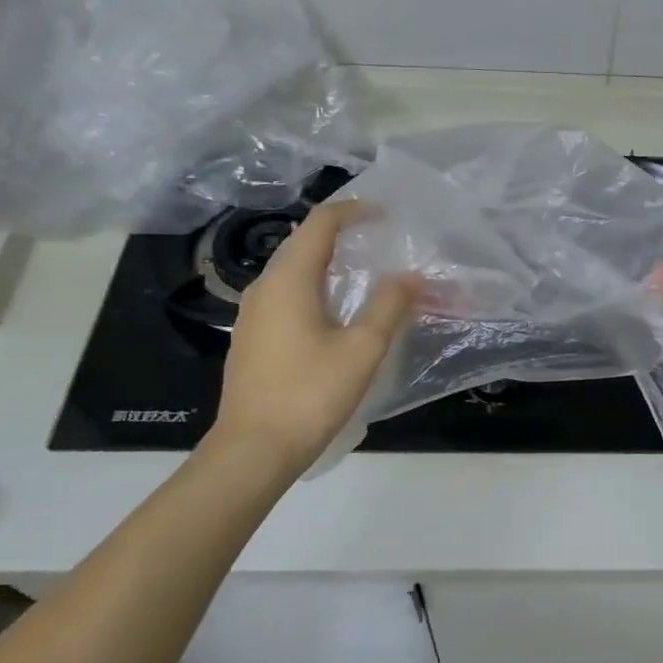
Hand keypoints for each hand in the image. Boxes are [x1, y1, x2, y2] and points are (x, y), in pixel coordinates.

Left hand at [211, 201, 419, 468]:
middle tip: (380, 243)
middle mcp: (264, 287)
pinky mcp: (252, 339)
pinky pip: (286, 296)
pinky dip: (315, 288)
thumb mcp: (362, 349)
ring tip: (365, 276)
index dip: (354, 211)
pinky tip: (336, 315)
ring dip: (328, 263)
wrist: (253, 451)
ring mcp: (253, 314)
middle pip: (303, 243)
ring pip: (293, 271)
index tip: (386, 215)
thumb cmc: (309, 394)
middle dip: (342, 235)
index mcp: (289, 279)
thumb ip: (389, 306)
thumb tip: (411, 277)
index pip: (320, 223)